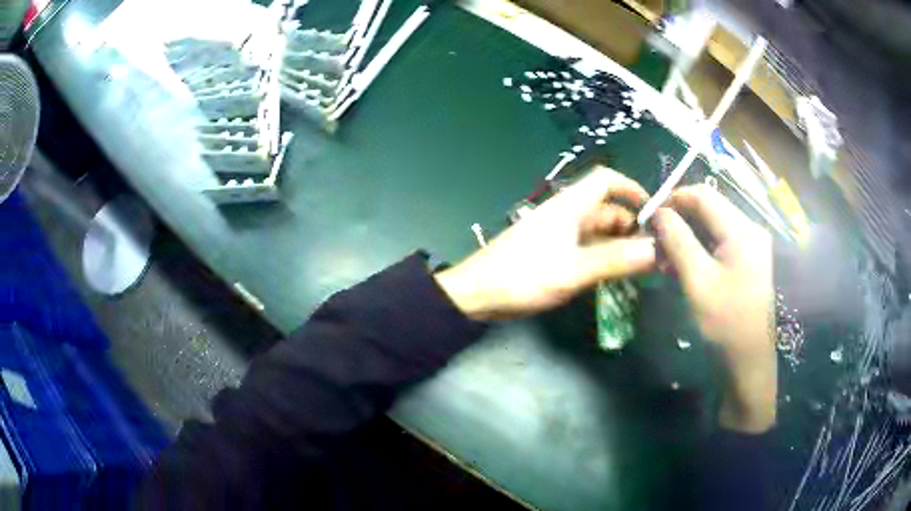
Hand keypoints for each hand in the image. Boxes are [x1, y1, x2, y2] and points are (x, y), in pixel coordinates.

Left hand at [435, 166, 656, 320]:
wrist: (478, 294)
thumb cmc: (524, 275)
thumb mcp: (573, 269)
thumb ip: (615, 259)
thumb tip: (657, 250)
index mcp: (570, 205)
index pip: (606, 180)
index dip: (632, 188)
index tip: (655, 212)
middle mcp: (567, 214)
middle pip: (607, 209)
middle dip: (632, 225)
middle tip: (656, 251)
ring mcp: (559, 233)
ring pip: (598, 231)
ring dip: (619, 244)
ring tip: (642, 266)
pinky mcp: (553, 252)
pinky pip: (586, 247)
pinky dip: (604, 256)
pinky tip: (615, 274)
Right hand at [653, 184, 775, 432]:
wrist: (751, 360)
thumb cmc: (727, 322)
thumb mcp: (698, 281)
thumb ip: (678, 241)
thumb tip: (659, 213)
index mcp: (741, 230)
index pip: (702, 195)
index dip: (673, 198)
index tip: (650, 216)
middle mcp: (750, 229)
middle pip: (709, 209)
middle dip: (679, 219)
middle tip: (655, 241)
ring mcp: (752, 246)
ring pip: (713, 227)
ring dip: (688, 236)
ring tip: (666, 258)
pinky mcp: (750, 261)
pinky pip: (721, 244)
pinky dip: (700, 249)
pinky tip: (684, 267)